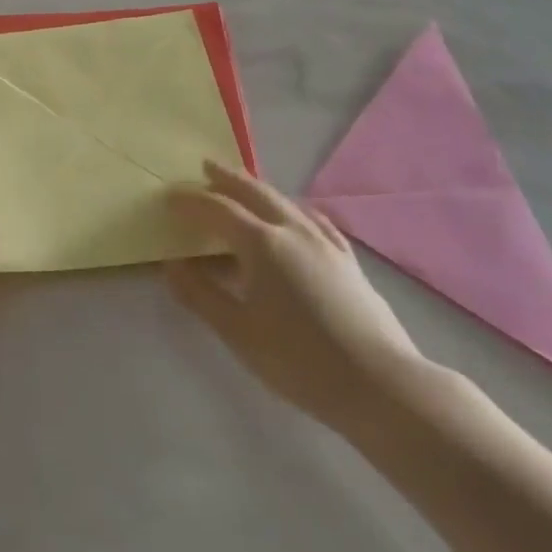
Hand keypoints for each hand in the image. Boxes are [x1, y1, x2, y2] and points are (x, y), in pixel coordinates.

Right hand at [168, 161, 425, 433]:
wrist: (381, 385)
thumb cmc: (299, 360)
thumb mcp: (237, 332)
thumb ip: (200, 294)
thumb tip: (172, 266)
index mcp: (262, 244)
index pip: (218, 210)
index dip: (191, 201)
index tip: (169, 196)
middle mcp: (293, 231)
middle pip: (255, 193)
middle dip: (227, 178)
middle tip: (206, 166)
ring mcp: (325, 244)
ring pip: (286, 202)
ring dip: (259, 189)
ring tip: (243, 186)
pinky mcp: (348, 261)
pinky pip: (315, 220)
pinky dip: (294, 208)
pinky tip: (298, 214)